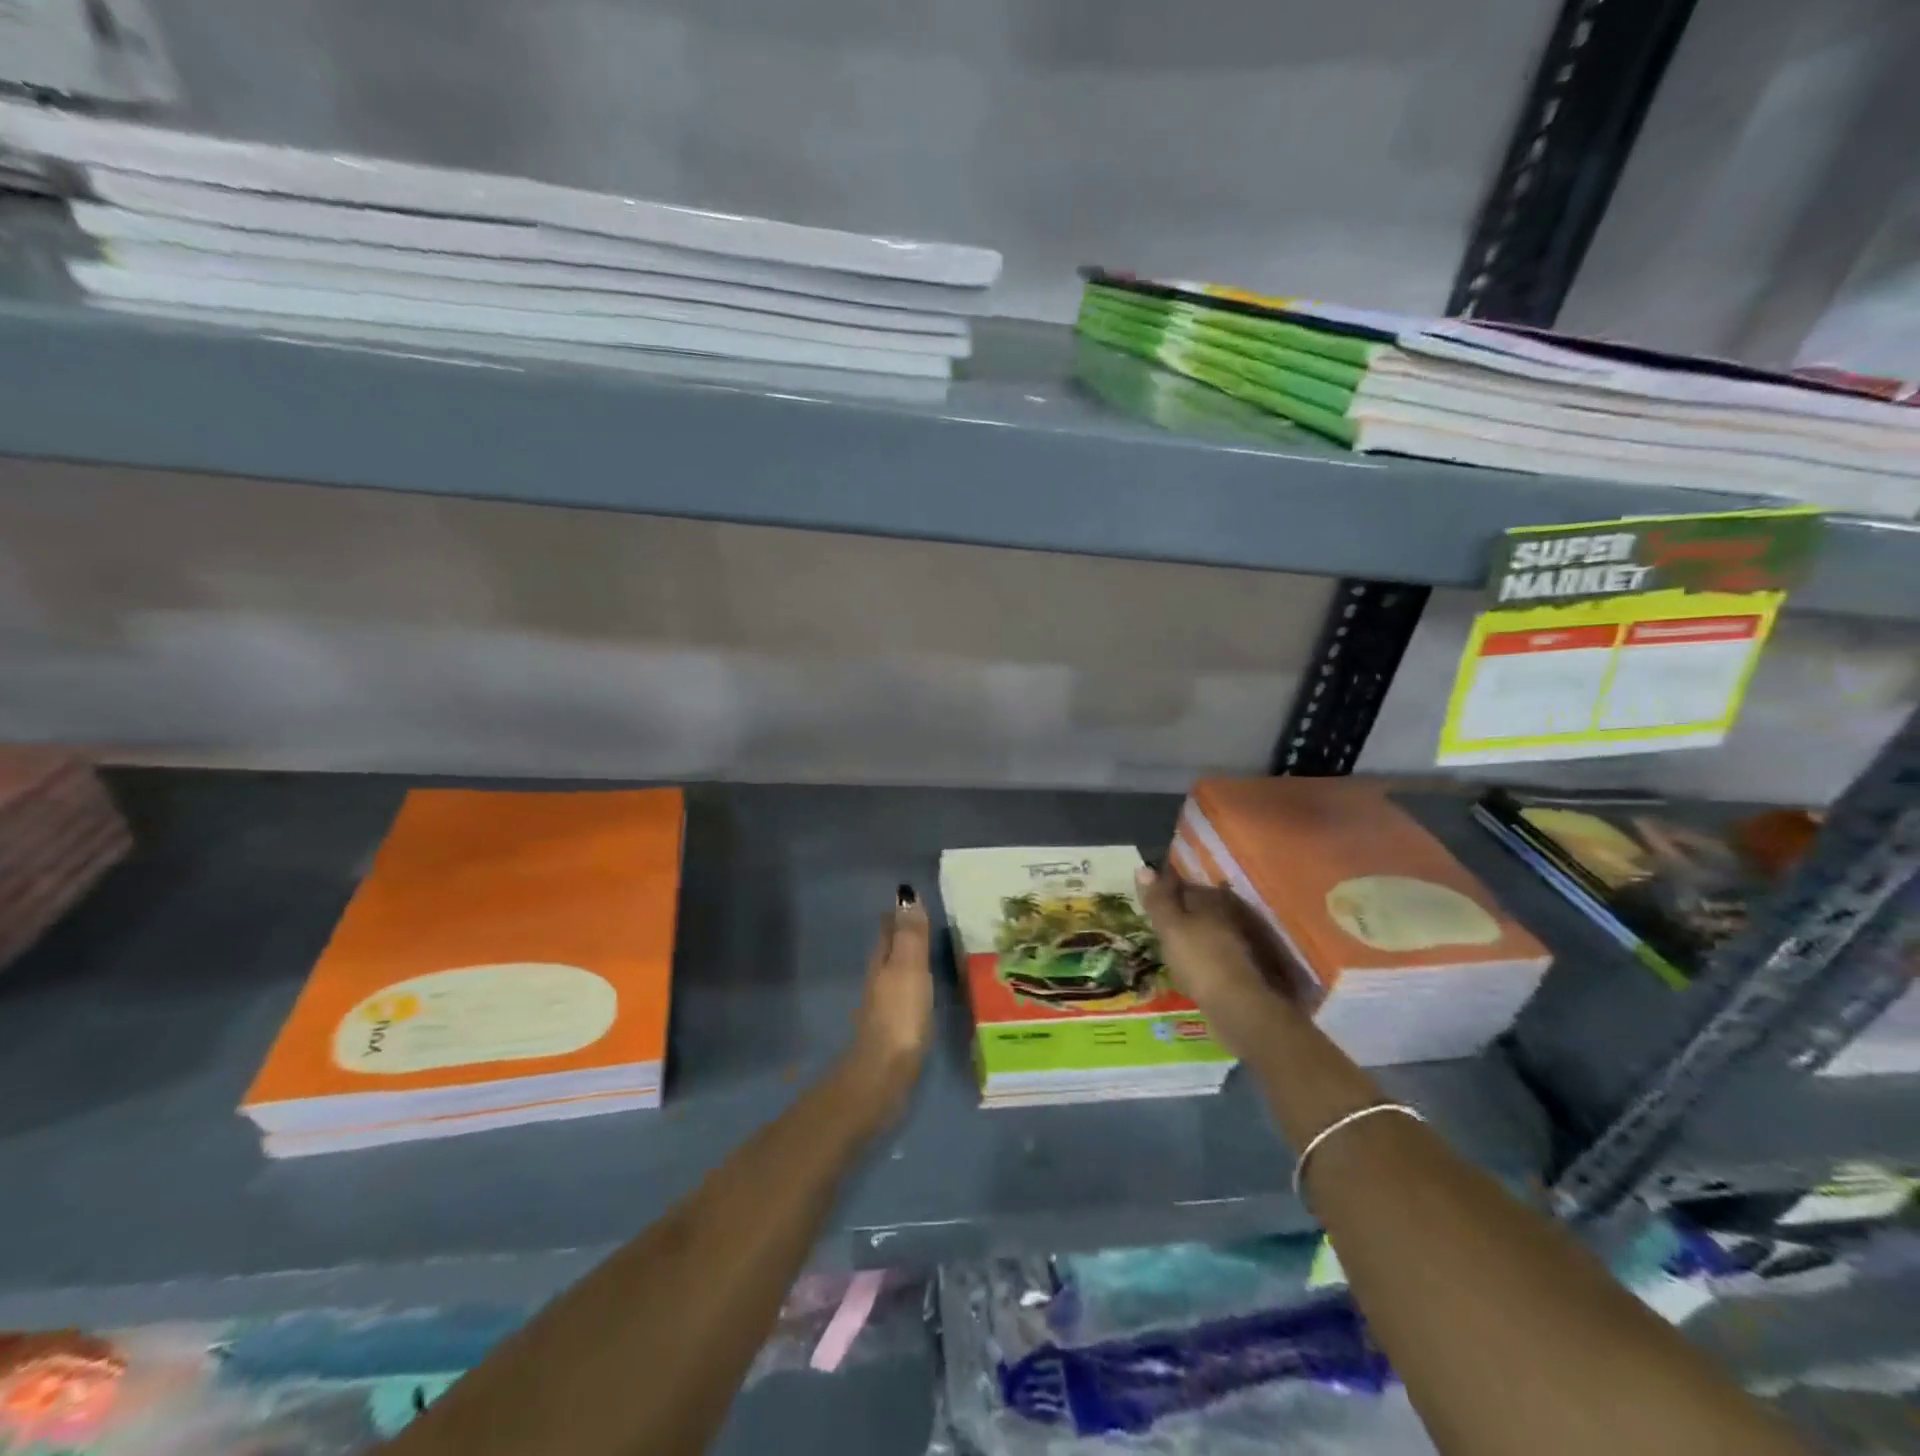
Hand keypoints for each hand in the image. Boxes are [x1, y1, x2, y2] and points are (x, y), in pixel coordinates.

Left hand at [849, 889, 933, 1098]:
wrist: (884, 1072)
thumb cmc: (900, 1014)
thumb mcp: (909, 967)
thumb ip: (910, 934)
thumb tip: (906, 893)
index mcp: (882, 961)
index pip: (888, 929)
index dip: (898, 914)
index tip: (911, 901)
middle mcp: (878, 979)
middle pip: (889, 950)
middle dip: (902, 935)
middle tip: (923, 921)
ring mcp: (883, 1005)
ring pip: (894, 973)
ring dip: (907, 961)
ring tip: (928, 953)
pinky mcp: (892, 1029)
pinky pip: (903, 995)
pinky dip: (912, 986)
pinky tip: (923, 992)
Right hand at [1136, 863, 1293, 1059]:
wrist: (1238, 1007)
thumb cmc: (1199, 960)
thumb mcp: (1170, 927)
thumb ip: (1157, 899)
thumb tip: (1143, 866)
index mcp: (1211, 898)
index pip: (1181, 885)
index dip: (1162, 893)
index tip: (1145, 906)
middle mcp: (1228, 913)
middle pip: (1194, 908)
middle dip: (1176, 915)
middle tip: (1154, 929)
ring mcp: (1236, 940)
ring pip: (1203, 931)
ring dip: (1188, 938)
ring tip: (1167, 950)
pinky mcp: (1238, 966)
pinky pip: (1210, 953)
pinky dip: (1198, 957)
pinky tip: (1186, 969)